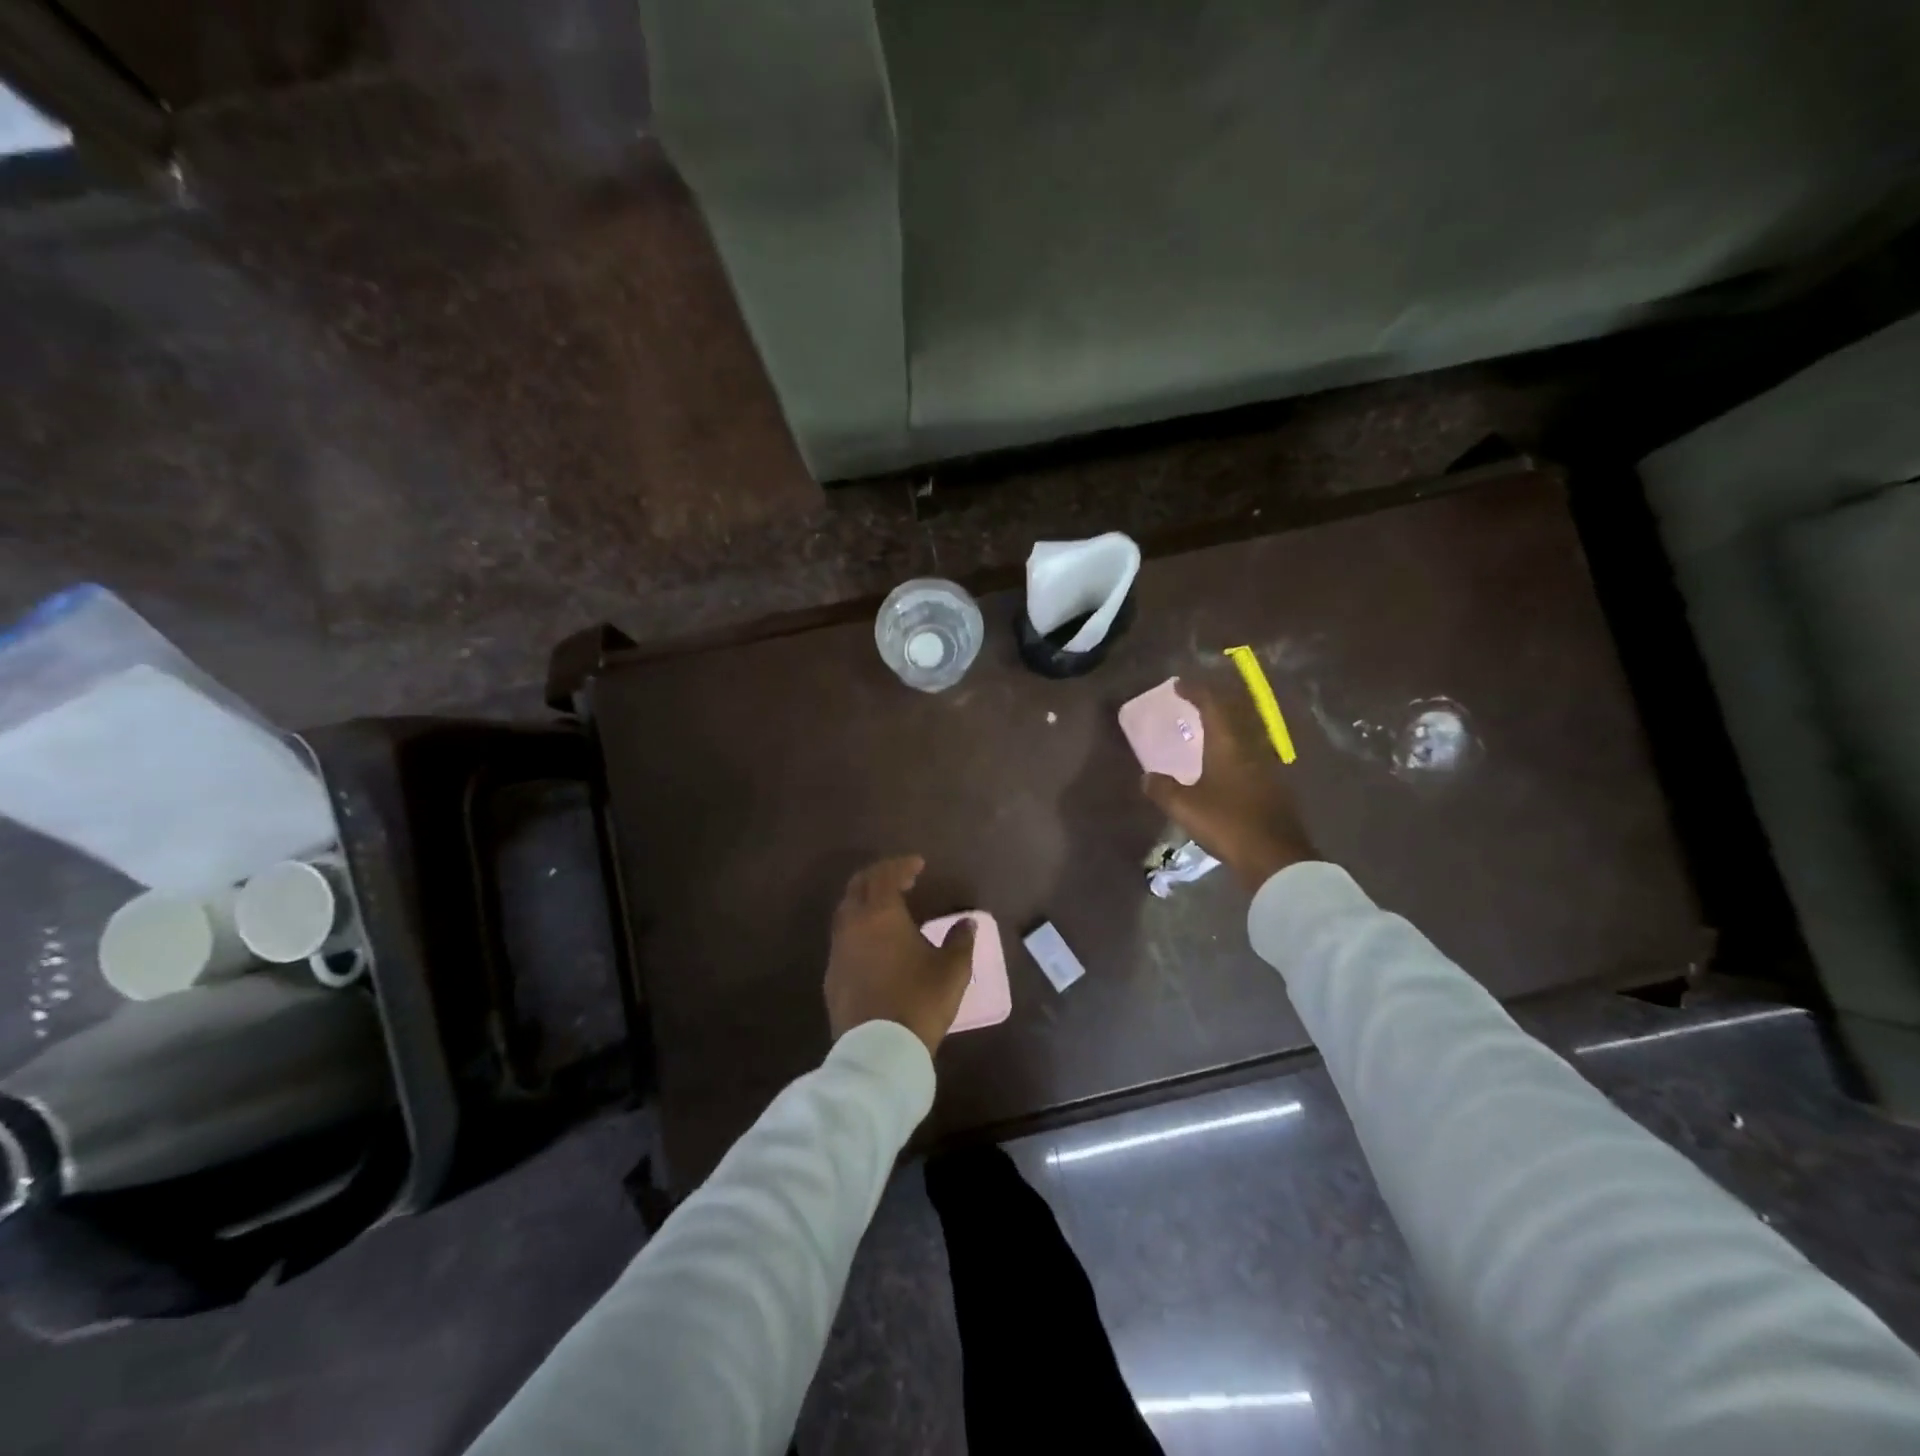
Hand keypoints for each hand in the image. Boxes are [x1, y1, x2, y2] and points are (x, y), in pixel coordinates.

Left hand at [825, 856, 975, 1056]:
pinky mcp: (831, 975)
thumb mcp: (952, 970)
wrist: (878, 1050)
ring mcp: (838, 949)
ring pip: (846, 910)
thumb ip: (960, 940)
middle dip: (879, 876)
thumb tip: (967, 922)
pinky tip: (874, 942)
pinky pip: (843, 937)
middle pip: (858, 885)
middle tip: (901, 877)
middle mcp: (853, 923)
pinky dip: (858, 926)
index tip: (918, 864)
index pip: (886, 875)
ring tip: (888, 906)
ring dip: (865, 900)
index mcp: (880, 913)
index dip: (902, 865)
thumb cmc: (919, 1000)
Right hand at [1141, 672, 1316, 889]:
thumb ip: (1163, 789)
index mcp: (1229, 746)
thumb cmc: (1228, 824)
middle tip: (1194, 704)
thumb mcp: (1185, 807)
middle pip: (1234, 717)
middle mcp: (1251, 750)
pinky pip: (1250, 760)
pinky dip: (1233, 754)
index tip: (1179, 684)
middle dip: (1213, 706)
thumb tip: (1147, 777)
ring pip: (1244, 738)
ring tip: (1206, 735)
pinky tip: (1224, 770)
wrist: (1276, 859)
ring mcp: (1267, 770)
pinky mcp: (1274, 790)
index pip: (1213, 706)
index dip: (1196, 692)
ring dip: (1225, 730)